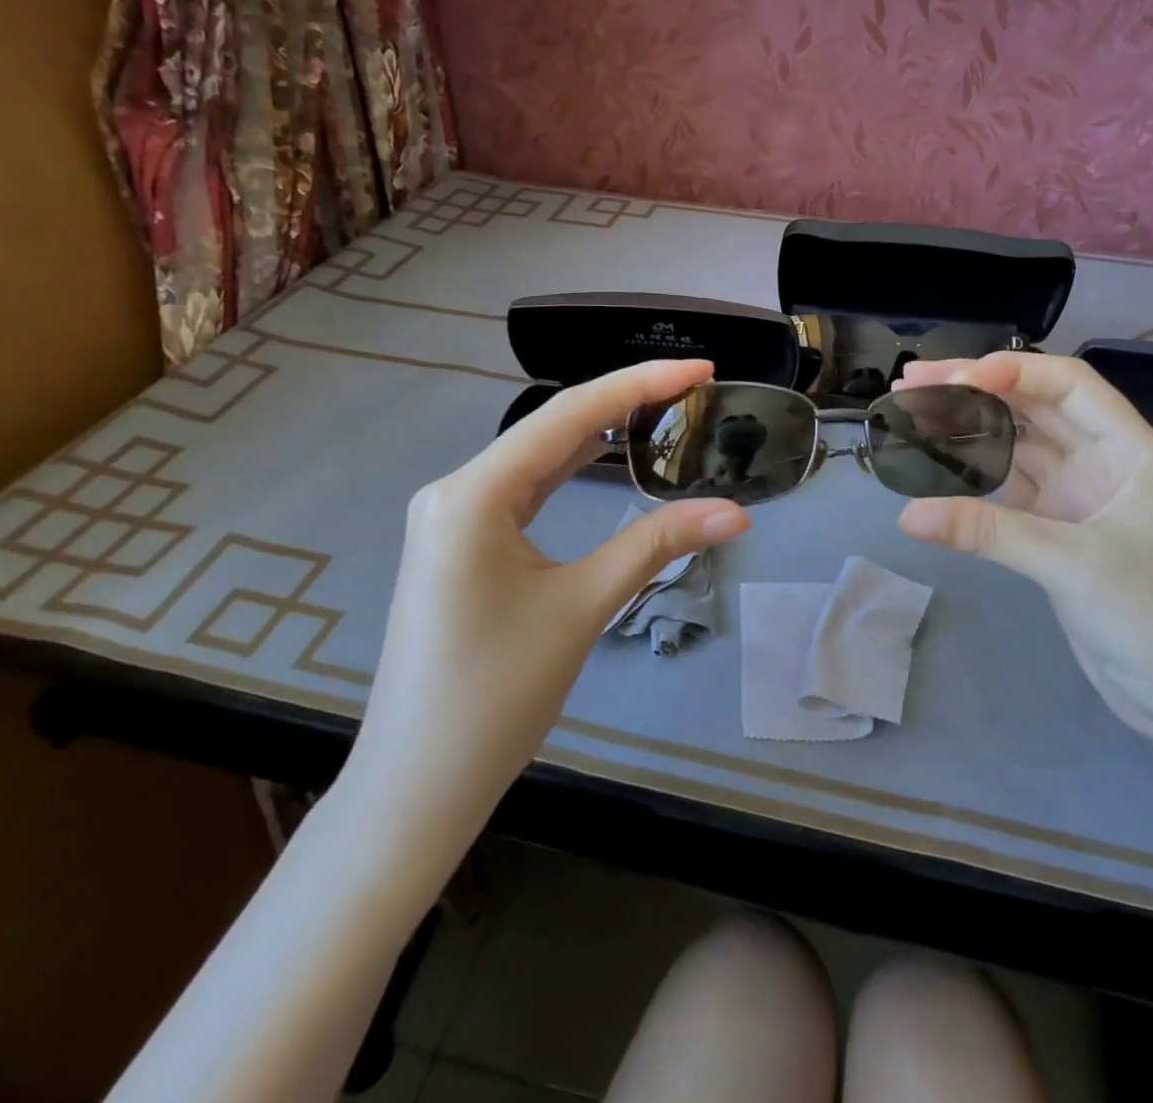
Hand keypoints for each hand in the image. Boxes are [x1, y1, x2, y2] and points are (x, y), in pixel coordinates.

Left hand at [345, 359, 749, 843]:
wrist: (417, 785)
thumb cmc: (495, 696)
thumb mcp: (582, 607)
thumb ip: (656, 545)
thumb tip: (736, 513)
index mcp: (472, 493)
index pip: (569, 416)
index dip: (640, 383)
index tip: (701, 367)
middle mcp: (456, 491)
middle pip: (552, 427)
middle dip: (625, 400)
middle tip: (694, 386)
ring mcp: (454, 518)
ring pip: (539, 456)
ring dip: (599, 432)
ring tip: (663, 408)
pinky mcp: (462, 544)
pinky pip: (526, 489)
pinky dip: (571, 468)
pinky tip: (605, 454)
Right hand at [894, 351, 1152, 743]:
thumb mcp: (1073, 565)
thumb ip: (987, 532)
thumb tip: (906, 515)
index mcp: (1131, 450)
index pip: (1069, 384)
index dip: (1011, 371)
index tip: (953, 378)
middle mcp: (1104, 461)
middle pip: (1035, 407)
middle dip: (975, 389)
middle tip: (912, 382)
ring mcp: (1079, 496)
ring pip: (1018, 444)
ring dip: (970, 427)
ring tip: (914, 412)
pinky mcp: (1058, 530)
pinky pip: (1009, 487)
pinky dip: (974, 473)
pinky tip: (937, 462)